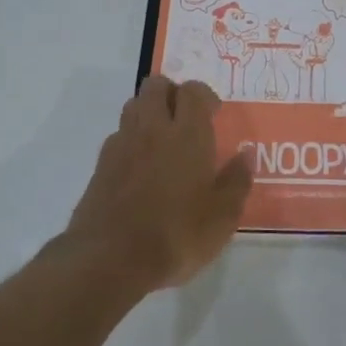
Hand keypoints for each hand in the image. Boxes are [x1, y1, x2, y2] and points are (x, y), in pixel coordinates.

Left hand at [67, 76, 252, 289]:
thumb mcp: (222, 217)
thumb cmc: (176, 235)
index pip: (193, 91)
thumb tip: (246, 155)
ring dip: (149, 111)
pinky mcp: (100, 165)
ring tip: (163, 138)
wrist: (110, 260)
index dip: (204, 95)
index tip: (214, 114)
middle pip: (156, 86)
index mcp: (187, 135)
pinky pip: (118, 135)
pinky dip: (131, 138)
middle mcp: (152, 129)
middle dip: (172, 93)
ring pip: (133, 106)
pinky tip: (141, 166)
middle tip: (186, 118)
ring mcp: (121, 145)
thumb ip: (236, 181)